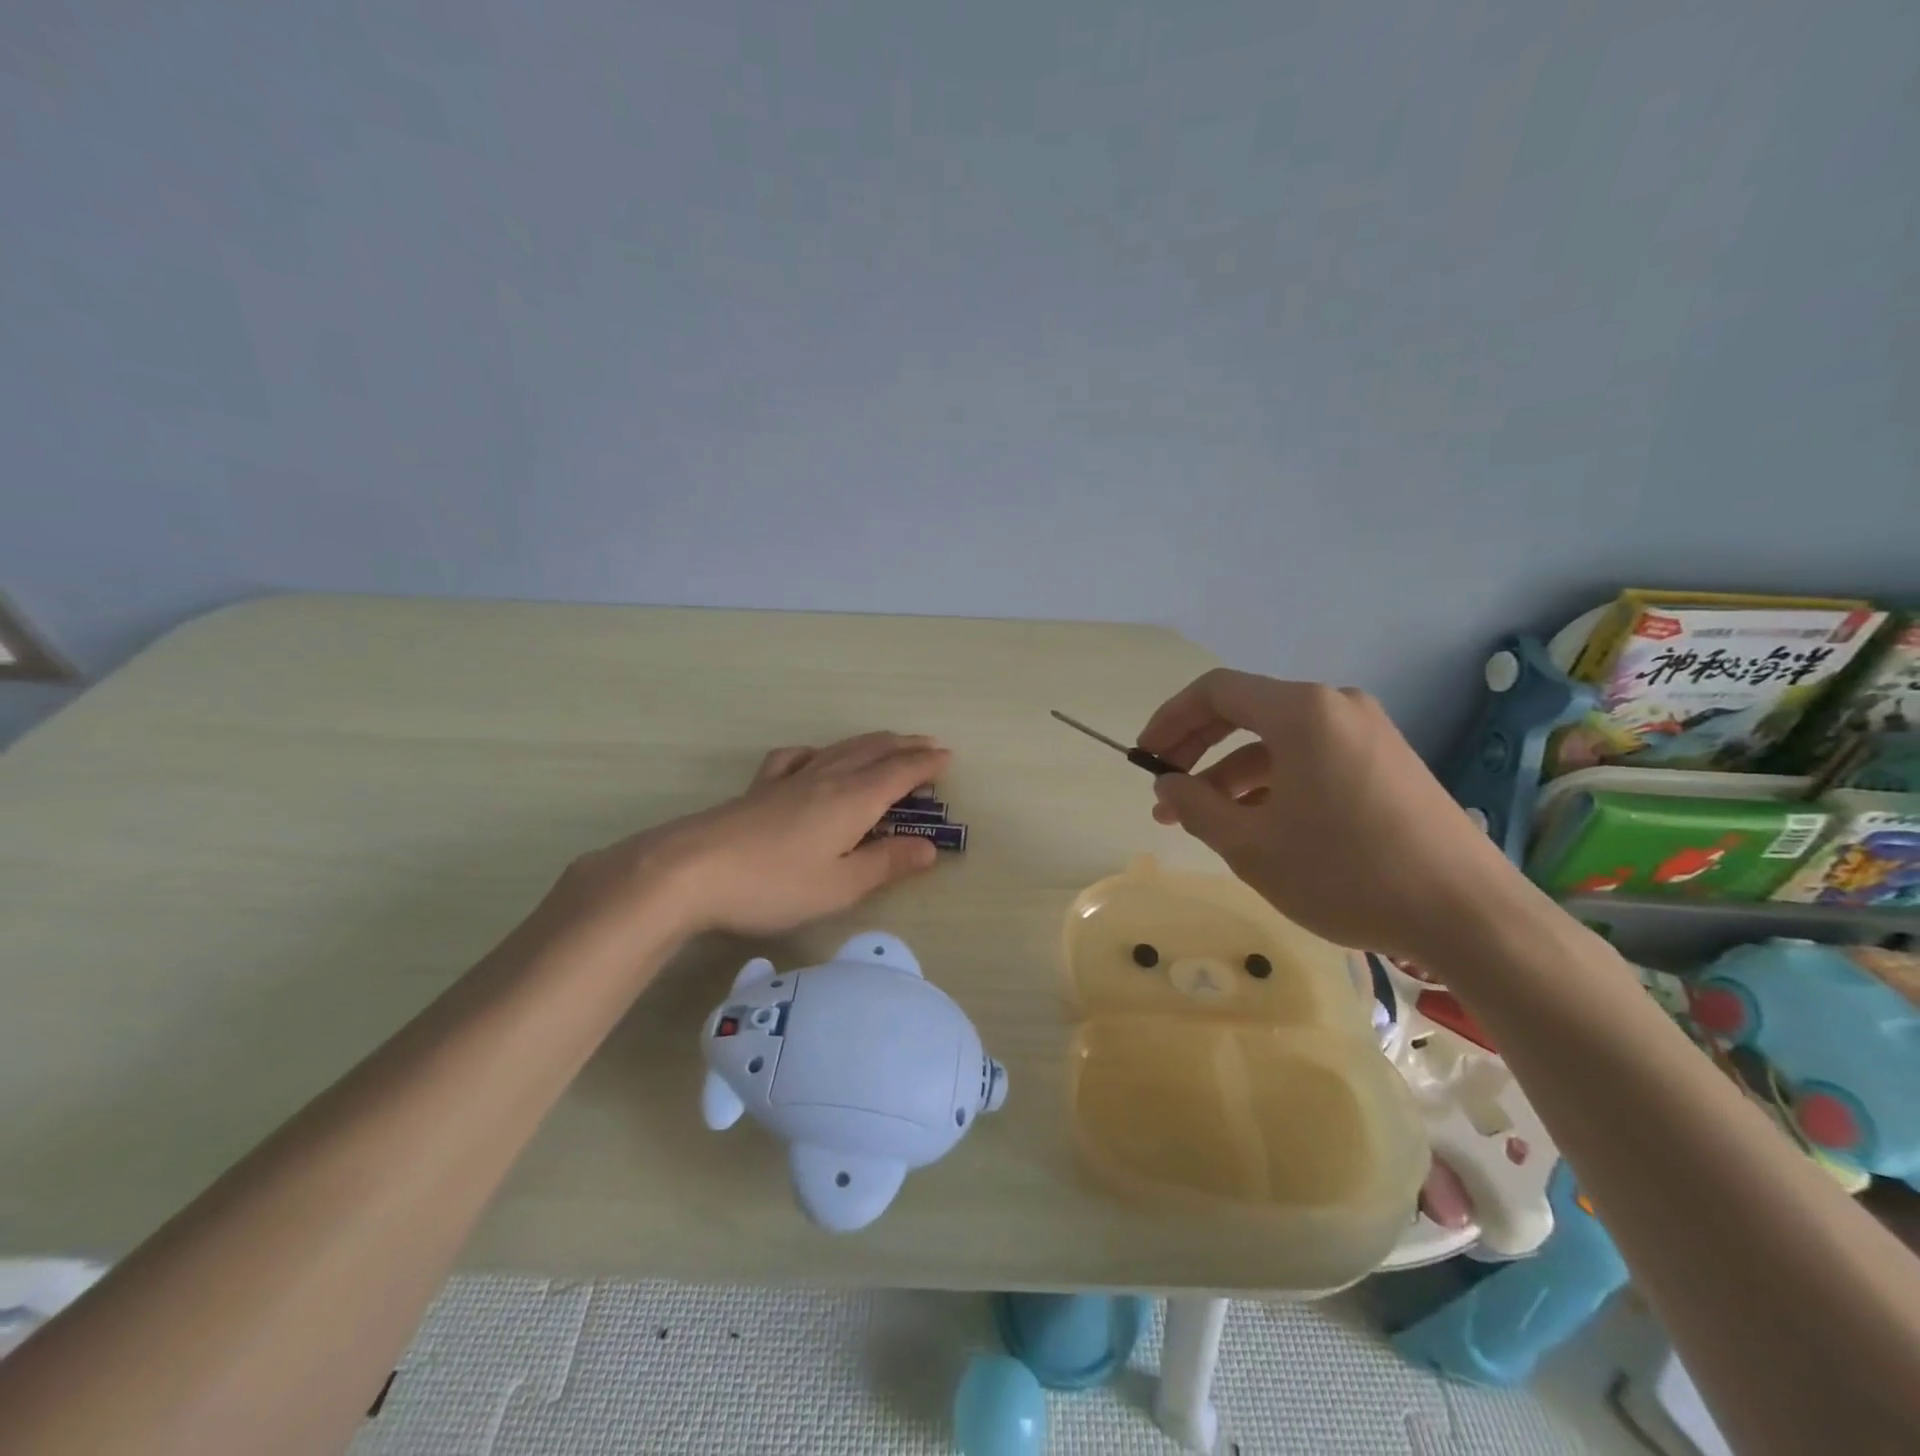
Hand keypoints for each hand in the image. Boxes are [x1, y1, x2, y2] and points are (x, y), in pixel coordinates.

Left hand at [553, 732, 951, 939]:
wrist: (692, 870)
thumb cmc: (775, 883)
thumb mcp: (840, 884)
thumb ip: (886, 863)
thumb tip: (929, 847)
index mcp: (853, 800)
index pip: (899, 773)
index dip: (926, 764)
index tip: (948, 758)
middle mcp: (827, 779)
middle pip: (874, 752)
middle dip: (906, 747)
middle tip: (930, 745)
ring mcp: (791, 780)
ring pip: (841, 750)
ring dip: (872, 743)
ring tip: (890, 742)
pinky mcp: (761, 788)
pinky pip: (797, 757)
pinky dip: (818, 751)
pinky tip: (814, 756)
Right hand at [1136, 670, 1519, 959]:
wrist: (1469, 916)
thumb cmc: (1346, 873)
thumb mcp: (1251, 845)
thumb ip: (1195, 806)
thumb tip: (1166, 785)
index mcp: (1302, 712)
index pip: (1215, 691)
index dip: (1170, 720)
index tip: (1144, 759)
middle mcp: (1336, 707)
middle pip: (1247, 712)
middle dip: (1197, 750)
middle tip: (1166, 792)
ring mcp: (1368, 734)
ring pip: (1279, 741)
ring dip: (1233, 774)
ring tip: (1204, 821)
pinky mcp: (1387, 763)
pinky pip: (1312, 759)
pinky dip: (1274, 783)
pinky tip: (1258, 824)